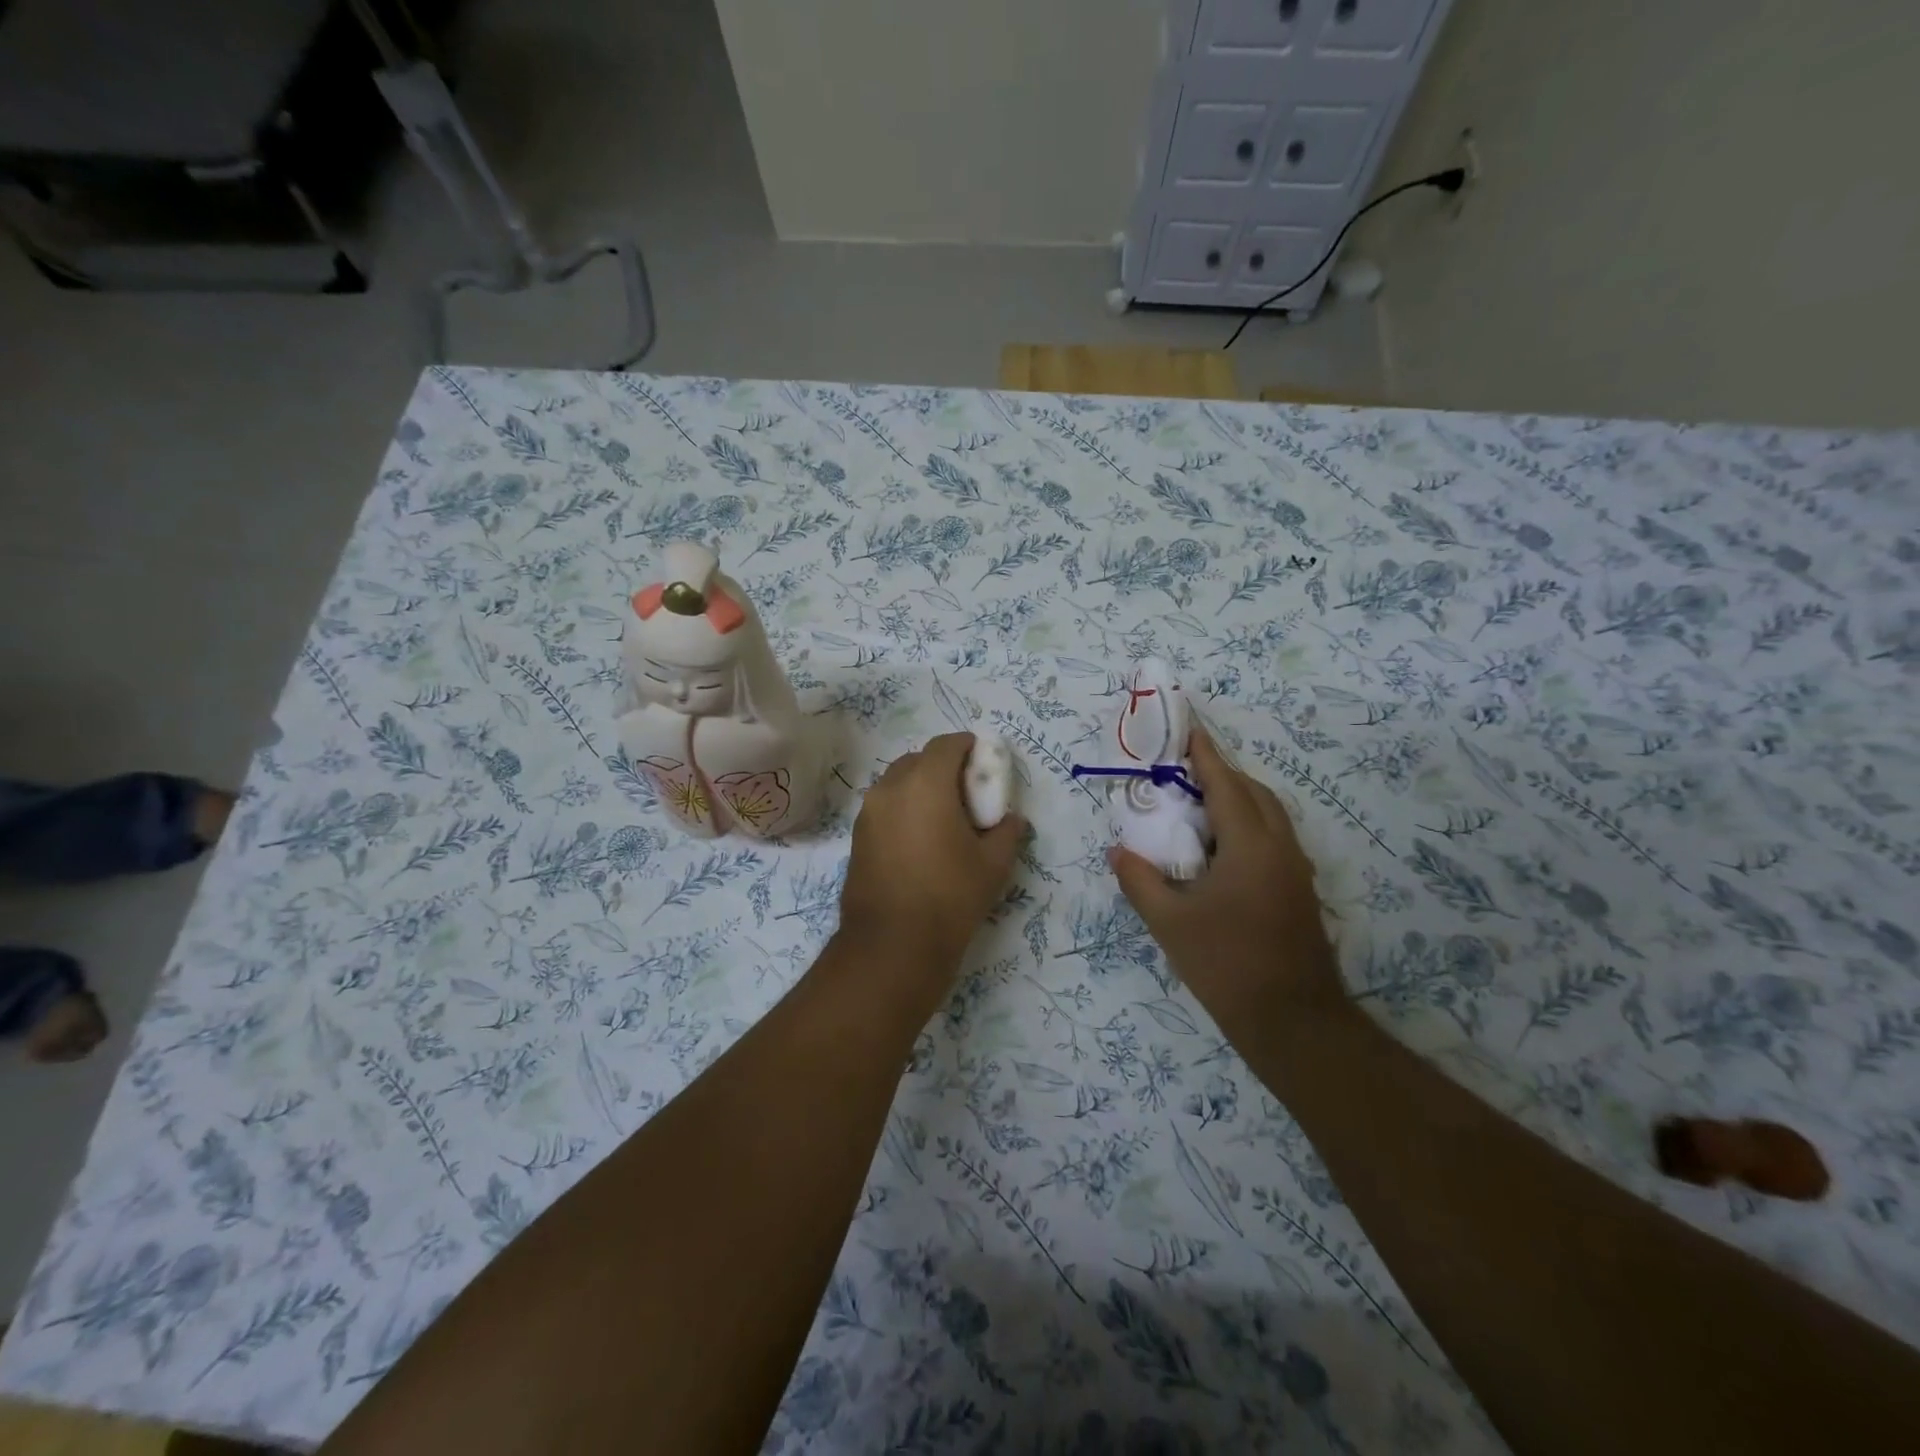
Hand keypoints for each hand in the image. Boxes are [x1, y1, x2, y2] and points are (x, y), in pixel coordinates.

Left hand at [840, 733, 1025, 968]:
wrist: (892, 944)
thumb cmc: (950, 896)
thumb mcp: (993, 864)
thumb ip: (1007, 832)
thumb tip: (1011, 820)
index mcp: (926, 784)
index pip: (945, 745)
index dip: (966, 746)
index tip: (981, 759)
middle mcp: (891, 788)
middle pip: (918, 759)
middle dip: (942, 766)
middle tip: (964, 791)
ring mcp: (868, 812)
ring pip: (896, 782)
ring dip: (919, 786)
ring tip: (941, 816)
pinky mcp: (857, 836)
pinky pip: (884, 806)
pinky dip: (903, 808)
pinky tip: (919, 838)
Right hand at [1110, 727, 1345, 1027]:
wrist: (1294, 1020)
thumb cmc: (1227, 964)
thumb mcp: (1170, 922)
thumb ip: (1139, 880)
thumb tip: (1118, 851)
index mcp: (1250, 845)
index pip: (1225, 785)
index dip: (1205, 755)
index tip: (1189, 729)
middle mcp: (1280, 847)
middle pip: (1254, 793)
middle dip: (1222, 774)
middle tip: (1184, 772)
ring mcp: (1295, 870)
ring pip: (1269, 816)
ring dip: (1237, 800)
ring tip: (1198, 806)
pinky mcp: (1299, 891)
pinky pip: (1273, 839)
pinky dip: (1247, 825)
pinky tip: (1220, 850)